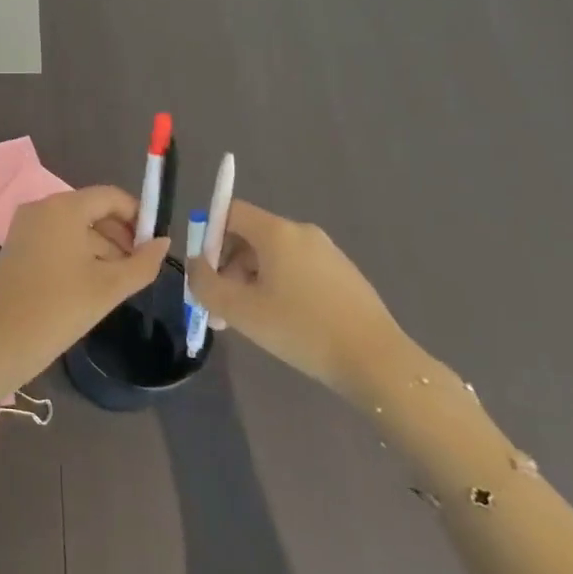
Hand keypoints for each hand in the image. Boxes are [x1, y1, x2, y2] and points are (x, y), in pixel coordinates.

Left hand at [0, 186, 170, 402]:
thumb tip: (163, 242)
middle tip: (139, 269)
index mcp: (64, 207)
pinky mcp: (17, 245)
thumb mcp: (110, 288)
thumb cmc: (59, 309)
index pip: (111, 197)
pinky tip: (91, 285)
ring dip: (101, 248)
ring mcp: (25, 226)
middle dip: (120, 236)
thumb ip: (143, 263)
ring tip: (119, 283)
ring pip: (75, 227)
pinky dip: (78, 254)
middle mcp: (42, 207)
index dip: (138, 217)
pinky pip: (57, 239)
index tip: (154, 246)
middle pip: (92, 210)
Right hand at [185, 201, 406, 401]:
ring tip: (249, 321)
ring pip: (273, 257)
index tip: (206, 273)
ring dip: (251, 281)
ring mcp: (327, 253)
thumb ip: (205, 283)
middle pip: (250, 236)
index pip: (231, 211)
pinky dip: (279, 287)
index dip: (209, 236)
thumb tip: (195, 265)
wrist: (377, 362)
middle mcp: (302, 233)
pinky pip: (297, 270)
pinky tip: (283, 323)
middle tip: (221, 307)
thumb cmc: (302, 330)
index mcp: (277, 232)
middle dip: (228, 267)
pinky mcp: (343, 274)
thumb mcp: (240, 310)